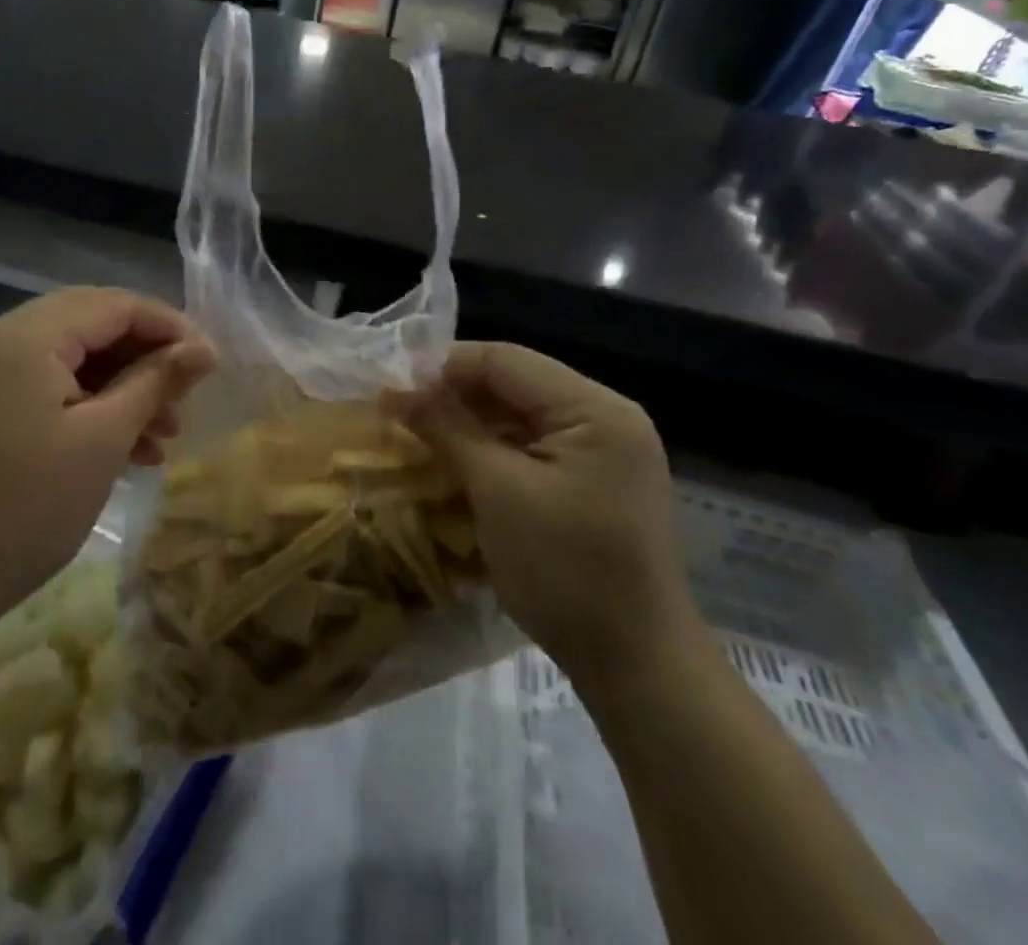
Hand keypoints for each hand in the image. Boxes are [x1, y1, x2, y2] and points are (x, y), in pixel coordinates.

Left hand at [0, 288, 214, 632]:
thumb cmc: (25, 509)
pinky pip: (43, 386)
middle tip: (186, 400)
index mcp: (25, 335)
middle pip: (91, 325)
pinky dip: (85, 406)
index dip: (169, 328)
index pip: (114, 304)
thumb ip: (155, 381)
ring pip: (69, 358)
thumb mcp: (103, 440)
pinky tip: (122, 448)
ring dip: (119, 387)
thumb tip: (204, 349)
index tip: (210, 365)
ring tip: (162, 435)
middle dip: (144, 359)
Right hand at [414, 343, 700, 699]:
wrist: (636, 667)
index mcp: (595, 409)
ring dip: (469, 419)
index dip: (444, 364)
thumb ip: (448, 429)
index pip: (506, 360)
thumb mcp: (498, 492)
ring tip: (416, 428)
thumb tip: (396, 391)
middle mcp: (606, 417)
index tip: (390, 381)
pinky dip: (492, 446)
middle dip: (454, 392)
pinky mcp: (594, 480)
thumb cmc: (566, 572)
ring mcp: (604, 450)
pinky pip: (533, 444)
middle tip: (397, 406)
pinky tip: (454, 457)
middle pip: (515, 382)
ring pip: (520, 413)